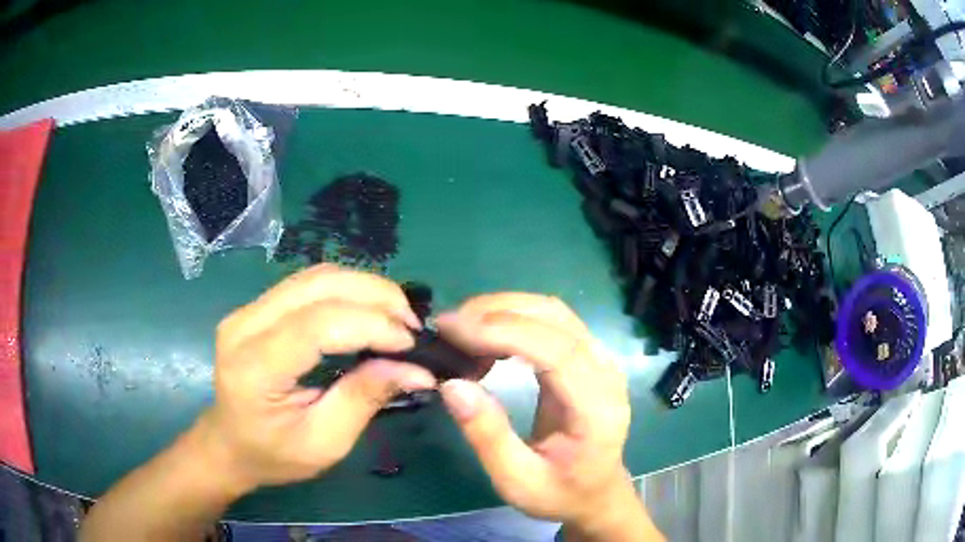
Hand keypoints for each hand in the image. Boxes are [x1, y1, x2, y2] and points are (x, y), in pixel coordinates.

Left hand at [201, 264, 436, 490]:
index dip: (371, 325)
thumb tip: (416, 369)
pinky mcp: (257, 306)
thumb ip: (364, 399)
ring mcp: (247, 310)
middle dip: (375, 296)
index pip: (317, 324)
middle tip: (412, 325)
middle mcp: (245, 325)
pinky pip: (308, 283)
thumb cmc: (274, 455)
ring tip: (396, 316)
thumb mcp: (324, 443)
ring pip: (315, 276)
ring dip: (364, 288)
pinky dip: (346, 290)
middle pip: (318, 285)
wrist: (229, 444)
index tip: (411, 343)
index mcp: (255, 367)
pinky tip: (367, 310)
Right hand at [436, 294, 651, 537]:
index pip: (556, 350)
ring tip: (460, 329)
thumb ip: (487, 436)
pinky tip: (485, 336)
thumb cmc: (559, 493)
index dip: (503, 331)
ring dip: (503, 309)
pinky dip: (513, 318)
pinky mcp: (587, 355)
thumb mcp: (517, 481)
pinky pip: (550, 322)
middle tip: (447, 327)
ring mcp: (600, 359)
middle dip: (496, 312)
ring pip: (552, 311)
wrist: (595, 492)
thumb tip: (451, 384)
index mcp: (596, 408)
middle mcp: (605, 372)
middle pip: (555, 318)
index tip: (453, 330)